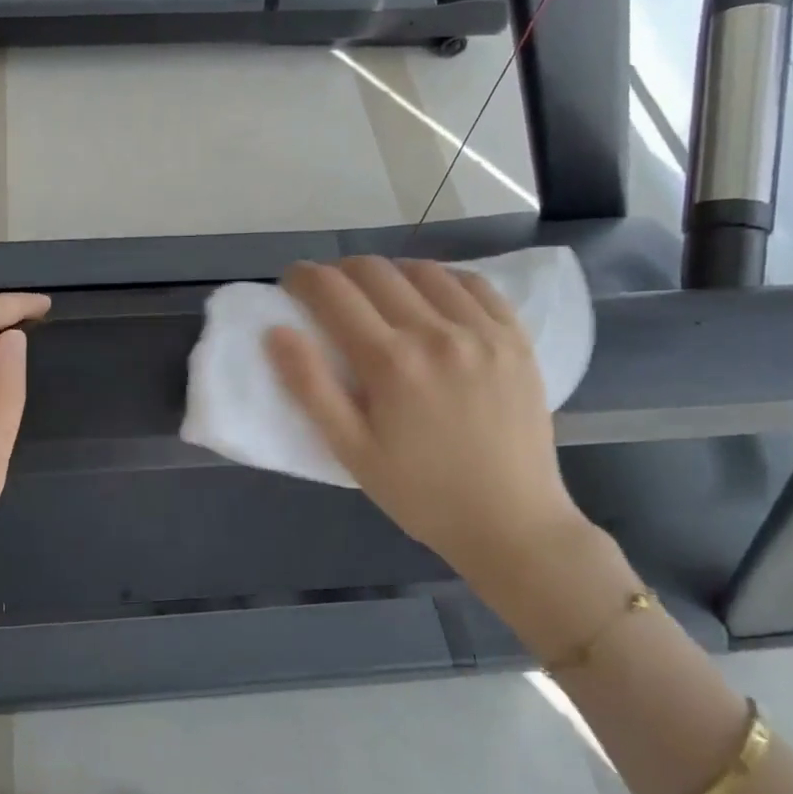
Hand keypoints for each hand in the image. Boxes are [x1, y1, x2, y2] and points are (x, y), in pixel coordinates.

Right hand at [266, 257, 591, 588]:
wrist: (511, 523)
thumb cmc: (419, 493)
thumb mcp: (351, 450)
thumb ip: (310, 387)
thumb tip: (276, 331)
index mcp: (390, 362)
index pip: (333, 292)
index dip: (303, 278)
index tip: (291, 282)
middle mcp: (436, 332)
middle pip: (374, 271)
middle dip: (339, 272)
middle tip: (328, 294)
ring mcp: (482, 331)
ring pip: (423, 270)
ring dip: (388, 273)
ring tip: (378, 296)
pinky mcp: (516, 338)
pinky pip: (474, 284)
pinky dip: (442, 279)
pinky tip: (431, 298)